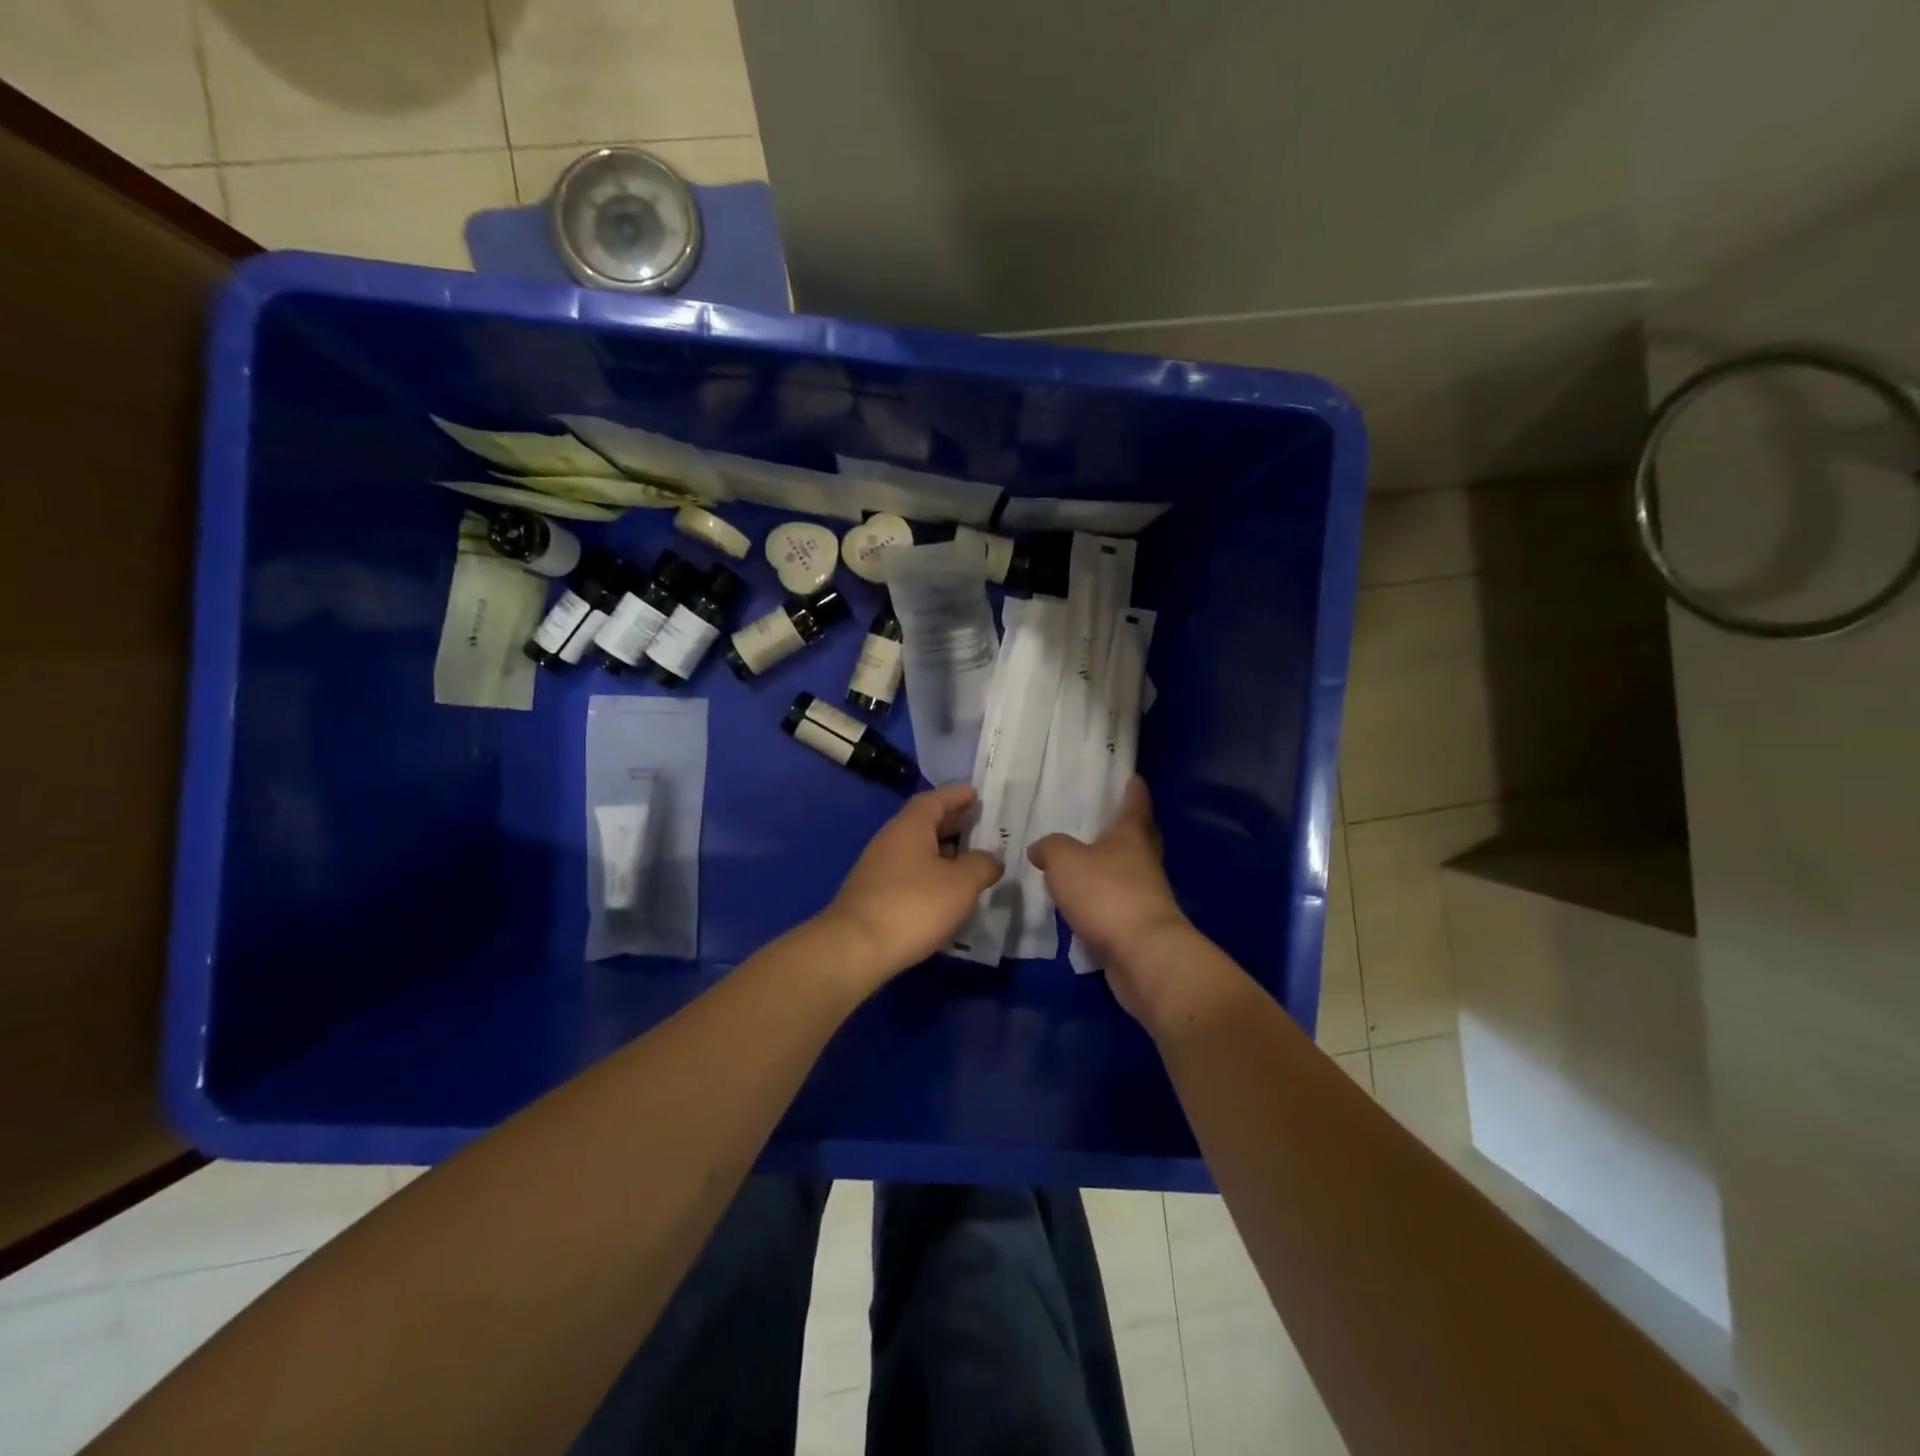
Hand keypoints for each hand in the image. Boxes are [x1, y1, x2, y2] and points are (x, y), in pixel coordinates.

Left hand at [823, 784, 1003, 984]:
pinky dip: (929, 873)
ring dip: (941, 850)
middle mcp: (890, 840)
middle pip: (924, 822)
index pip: (934, 799)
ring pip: (915, 849)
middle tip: (978, 823)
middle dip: (952, 822)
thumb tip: (992, 859)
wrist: (855, 948)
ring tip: (968, 859)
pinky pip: (908, 872)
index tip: (976, 794)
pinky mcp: (873, 894)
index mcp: (910, 827)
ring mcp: (878, 868)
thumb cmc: (913, 906)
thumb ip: (982, 865)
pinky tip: (944, 891)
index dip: (956, 795)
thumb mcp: (961, 884)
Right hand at [1028, 777, 1199, 1025]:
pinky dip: (1105, 898)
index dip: (1134, 789)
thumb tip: (1041, 848)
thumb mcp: (1064, 860)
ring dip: (1113, 865)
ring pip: (1130, 870)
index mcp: (1131, 835)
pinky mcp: (1139, 925)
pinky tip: (1085, 901)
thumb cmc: (1106, 893)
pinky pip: (1120, 902)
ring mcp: (1146, 894)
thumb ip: (1050, 848)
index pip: (1136, 802)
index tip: (1133, 776)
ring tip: (1085, 861)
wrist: (1142, 953)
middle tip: (1107, 817)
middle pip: (1141, 836)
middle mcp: (1144, 860)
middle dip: (1128, 826)